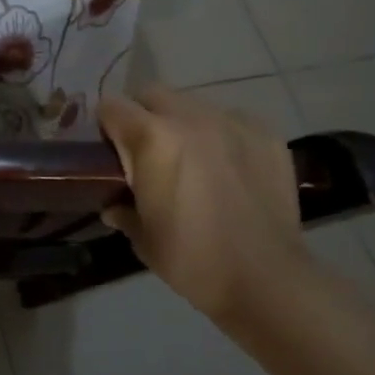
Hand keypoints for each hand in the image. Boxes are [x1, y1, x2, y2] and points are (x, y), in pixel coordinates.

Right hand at [98, 85, 314, 323]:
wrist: (267, 281)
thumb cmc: (192, 260)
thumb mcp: (143, 238)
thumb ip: (122, 209)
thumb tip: (114, 206)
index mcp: (151, 137)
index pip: (111, 106)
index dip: (106, 127)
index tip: (110, 152)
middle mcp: (189, 117)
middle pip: (152, 94)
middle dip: (143, 116)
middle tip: (148, 153)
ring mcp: (231, 121)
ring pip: (193, 105)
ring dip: (183, 125)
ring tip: (193, 161)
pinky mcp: (265, 133)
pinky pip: (231, 120)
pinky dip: (222, 136)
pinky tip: (230, 169)